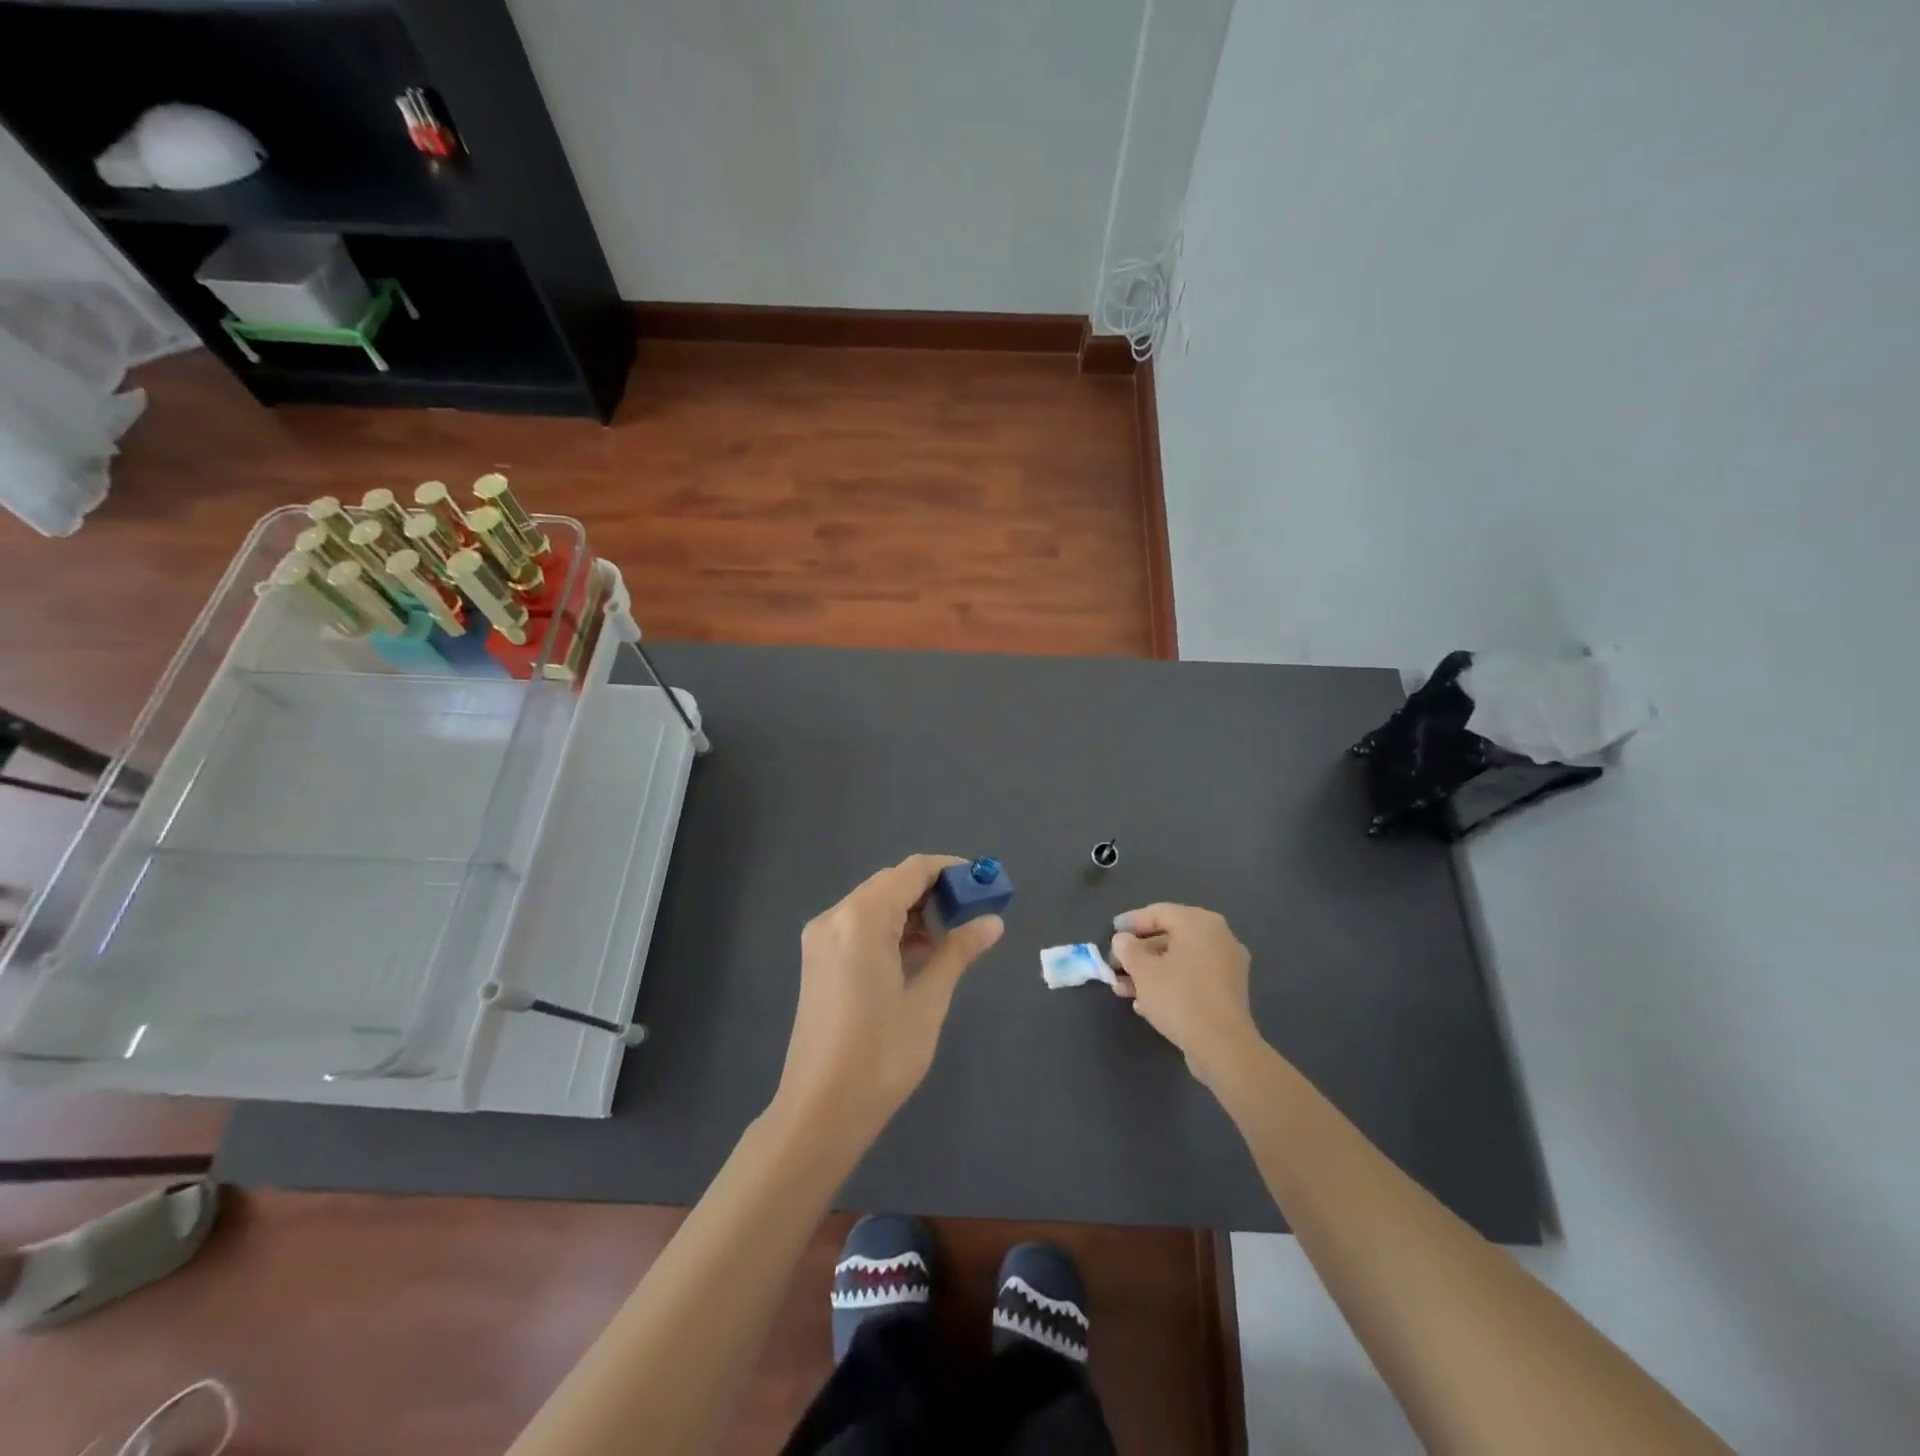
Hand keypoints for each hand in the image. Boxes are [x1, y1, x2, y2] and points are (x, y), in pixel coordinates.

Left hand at [773, 855, 1003, 1144]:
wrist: (819, 1111)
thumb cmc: (880, 1056)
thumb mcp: (928, 1000)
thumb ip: (958, 951)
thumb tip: (992, 922)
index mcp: (862, 919)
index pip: (912, 870)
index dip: (950, 871)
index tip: (983, 885)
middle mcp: (836, 916)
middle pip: (892, 883)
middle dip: (933, 891)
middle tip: (971, 915)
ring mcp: (821, 938)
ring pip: (875, 903)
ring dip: (912, 910)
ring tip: (948, 939)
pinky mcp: (818, 959)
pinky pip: (859, 925)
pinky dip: (890, 928)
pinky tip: (915, 954)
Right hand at [1110, 904, 1259, 1085]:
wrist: (1222, 1045)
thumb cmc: (1178, 996)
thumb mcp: (1142, 969)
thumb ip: (1127, 948)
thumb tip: (1124, 940)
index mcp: (1199, 923)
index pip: (1159, 912)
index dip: (1131, 922)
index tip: (1111, 932)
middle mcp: (1218, 937)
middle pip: (1170, 938)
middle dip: (1139, 953)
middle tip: (1116, 965)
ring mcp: (1227, 966)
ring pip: (1180, 961)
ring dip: (1150, 973)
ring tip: (1124, 990)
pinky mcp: (1229, 992)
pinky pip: (1193, 979)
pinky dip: (1170, 985)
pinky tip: (1146, 1004)